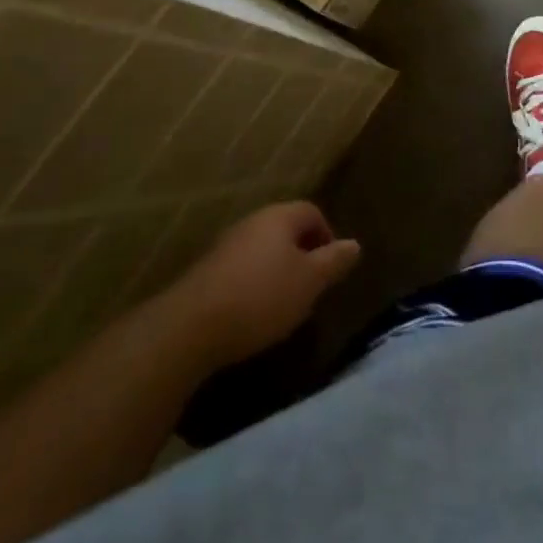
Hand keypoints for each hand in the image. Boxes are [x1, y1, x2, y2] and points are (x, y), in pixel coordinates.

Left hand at [171, 201, 361, 363]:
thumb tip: (354, 244)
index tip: (330, 269)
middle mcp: (253, 222)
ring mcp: (225, 246)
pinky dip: (252, 286)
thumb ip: (334, 261)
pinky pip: (240, 271)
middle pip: (286, 230)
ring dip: (276, 272)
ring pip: (262, 251)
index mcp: (280, 216)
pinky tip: (251, 315)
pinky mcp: (205, 273)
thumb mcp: (309, 282)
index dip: (327, 237)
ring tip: (282, 306)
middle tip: (309, 288)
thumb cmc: (261, 297)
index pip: (313, 213)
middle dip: (301, 256)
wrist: (188, 329)